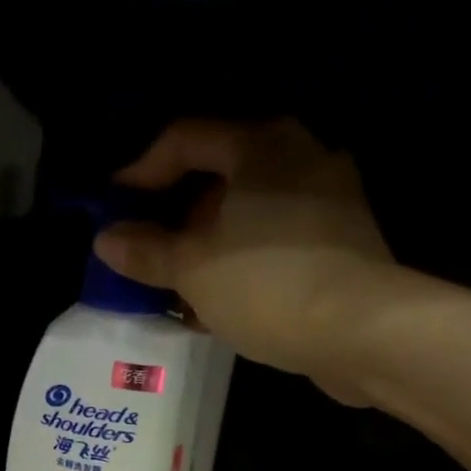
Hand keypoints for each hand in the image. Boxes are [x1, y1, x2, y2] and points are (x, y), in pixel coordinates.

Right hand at [93, 119, 395, 400]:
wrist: (362, 331)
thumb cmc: (267, 285)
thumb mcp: (193, 269)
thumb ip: (147, 251)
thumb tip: (107, 240)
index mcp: (261, 145)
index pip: (185, 138)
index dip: (141, 171)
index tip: (113, 207)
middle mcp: (300, 156)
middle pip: (220, 175)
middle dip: (177, 215)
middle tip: (147, 250)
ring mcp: (329, 199)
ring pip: (250, 213)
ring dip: (209, 245)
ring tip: (179, 286)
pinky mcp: (343, 242)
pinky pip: (277, 241)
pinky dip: (244, 262)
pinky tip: (222, 302)